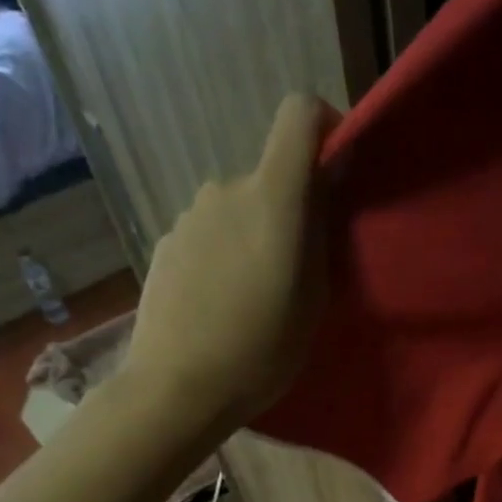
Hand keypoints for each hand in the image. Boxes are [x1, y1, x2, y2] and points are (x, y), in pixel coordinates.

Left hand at [122, 93, 339, 430]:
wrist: (177, 388)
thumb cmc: (260, 350)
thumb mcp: (314, 299)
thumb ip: (320, 233)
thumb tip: (323, 189)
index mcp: (272, 196)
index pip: (299, 114)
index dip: (324, 126)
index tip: (335, 168)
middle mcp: (226, 189)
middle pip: (270, 177)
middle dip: (290, 210)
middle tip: (297, 269)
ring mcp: (189, 216)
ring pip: (237, 210)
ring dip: (253, 236)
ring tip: (254, 296)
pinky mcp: (166, 243)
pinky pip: (208, 234)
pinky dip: (222, 255)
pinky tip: (219, 305)